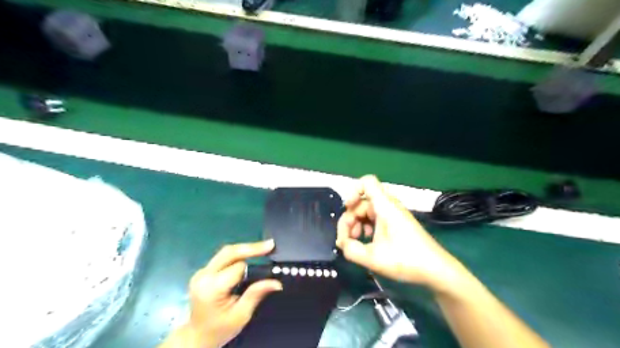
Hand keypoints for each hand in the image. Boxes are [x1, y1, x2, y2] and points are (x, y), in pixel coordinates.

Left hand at [163, 240, 282, 347]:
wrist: (196, 337)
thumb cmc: (220, 329)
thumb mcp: (241, 315)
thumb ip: (256, 294)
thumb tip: (277, 282)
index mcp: (211, 287)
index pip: (238, 267)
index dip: (254, 267)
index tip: (270, 264)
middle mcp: (203, 275)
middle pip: (229, 252)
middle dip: (251, 247)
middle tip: (270, 244)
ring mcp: (201, 272)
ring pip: (226, 252)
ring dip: (245, 249)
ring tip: (263, 248)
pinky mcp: (203, 272)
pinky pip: (223, 257)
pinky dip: (238, 255)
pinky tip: (249, 255)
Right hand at [339, 176, 464, 292]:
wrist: (437, 270)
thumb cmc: (407, 260)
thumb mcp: (374, 258)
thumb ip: (351, 250)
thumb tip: (342, 243)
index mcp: (385, 206)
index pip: (367, 182)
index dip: (353, 192)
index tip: (347, 210)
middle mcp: (389, 206)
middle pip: (362, 201)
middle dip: (350, 218)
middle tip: (347, 240)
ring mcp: (393, 214)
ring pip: (367, 211)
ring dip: (357, 224)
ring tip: (356, 243)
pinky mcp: (395, 223)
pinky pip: (375, 218)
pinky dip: (366, 227)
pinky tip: (367, 243)